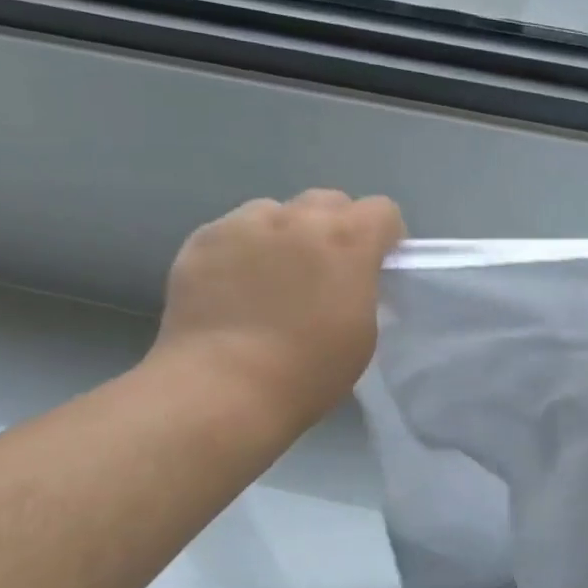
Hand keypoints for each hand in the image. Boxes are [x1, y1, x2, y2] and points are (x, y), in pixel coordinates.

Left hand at [149, 191, 405, 429]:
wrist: (225, 386)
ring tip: (273, 277)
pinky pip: (234, 230)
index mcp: (347, 241)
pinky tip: (236, 289)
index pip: (382, 210)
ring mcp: (244, 224)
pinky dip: (243, 250)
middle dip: (336, 227)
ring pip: (276, 211)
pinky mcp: (203, 239)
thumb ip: (363, 286)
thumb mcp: (363, 332)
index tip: (377, 266)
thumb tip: (350, 275)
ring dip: (285, 234)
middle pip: (329, 201)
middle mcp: (297, 219)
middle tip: (327, 270)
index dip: (385, 236)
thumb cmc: (310, 371)